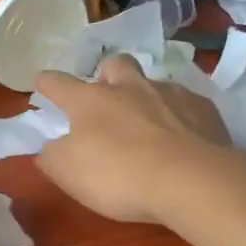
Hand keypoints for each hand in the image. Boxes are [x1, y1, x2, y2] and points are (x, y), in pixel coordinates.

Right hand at [33, 55, 235, 224]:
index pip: (59, 83)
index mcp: (90, 100)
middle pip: (115, 65)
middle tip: (107, 97)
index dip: (47, 83)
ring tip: (148, 123)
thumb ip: (52, 156)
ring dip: (145, 97)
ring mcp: (170, 94)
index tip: (41, 81)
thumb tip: (49, 147)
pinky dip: (179, 117)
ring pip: (153, 83)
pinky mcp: (204, 109)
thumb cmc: (119, 175)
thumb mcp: (69, 173)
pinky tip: (182, 138)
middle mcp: (130, 87)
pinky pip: (186, 105)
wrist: (191, 180)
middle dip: (107, 75)